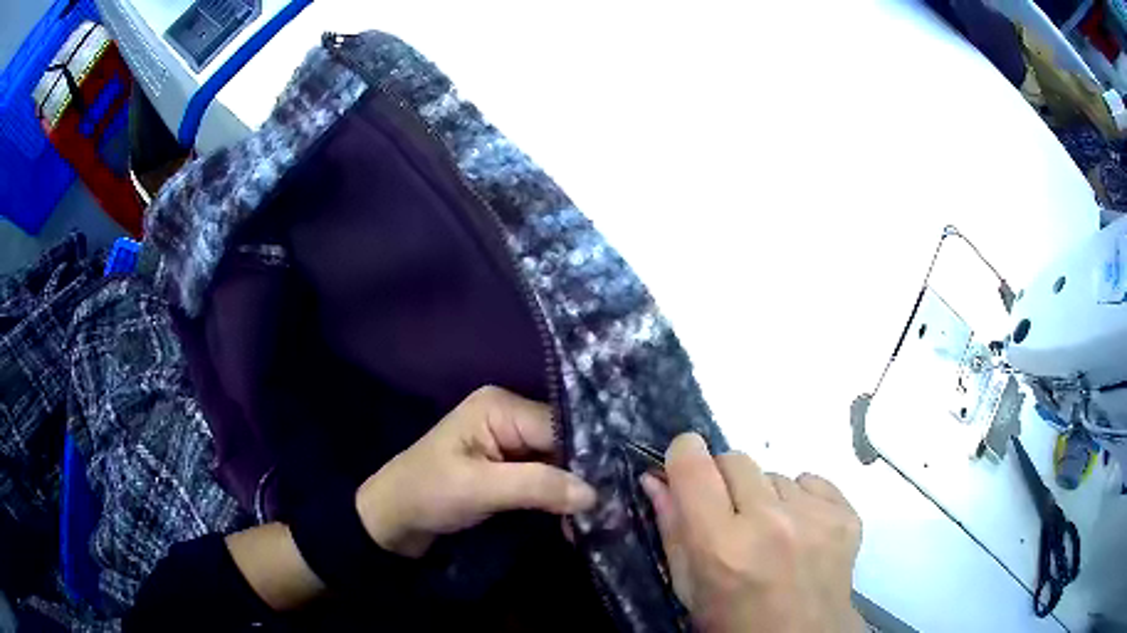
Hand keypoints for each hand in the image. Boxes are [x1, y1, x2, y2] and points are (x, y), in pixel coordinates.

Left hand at [355, 386, 596, 557]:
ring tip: (603, 518)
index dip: (587, 456)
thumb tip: (595, 494)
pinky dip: (558, 498)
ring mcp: (509, 444)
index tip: (617, 487)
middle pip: (562, 443)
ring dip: (574, 491)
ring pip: (557, 463)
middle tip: (614, 508)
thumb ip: (537, 486)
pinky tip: (576, 519)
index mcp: (500, 407)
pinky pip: (545, 478)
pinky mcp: (508, 469)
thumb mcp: (479, 488)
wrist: (392, 520)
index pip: (559, 426)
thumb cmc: (427, 494)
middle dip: (585, 476)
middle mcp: (510, 417)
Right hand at [641, 433, 863, 632]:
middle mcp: (770, 524)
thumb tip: (655, 477)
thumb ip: (672, 529)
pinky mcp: (846, 515)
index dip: (684, 456)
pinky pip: (812, 482)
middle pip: (736, 459)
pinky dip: (800, 500)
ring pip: (775, 474)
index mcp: (721, 546)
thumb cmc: (734, 621)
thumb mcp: (689, 587)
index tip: (685, 467)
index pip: (693, 465)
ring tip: (770, 534)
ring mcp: (814, 517)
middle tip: (730, 515)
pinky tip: (800, 531)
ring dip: (765, 497)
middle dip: (724, 480)